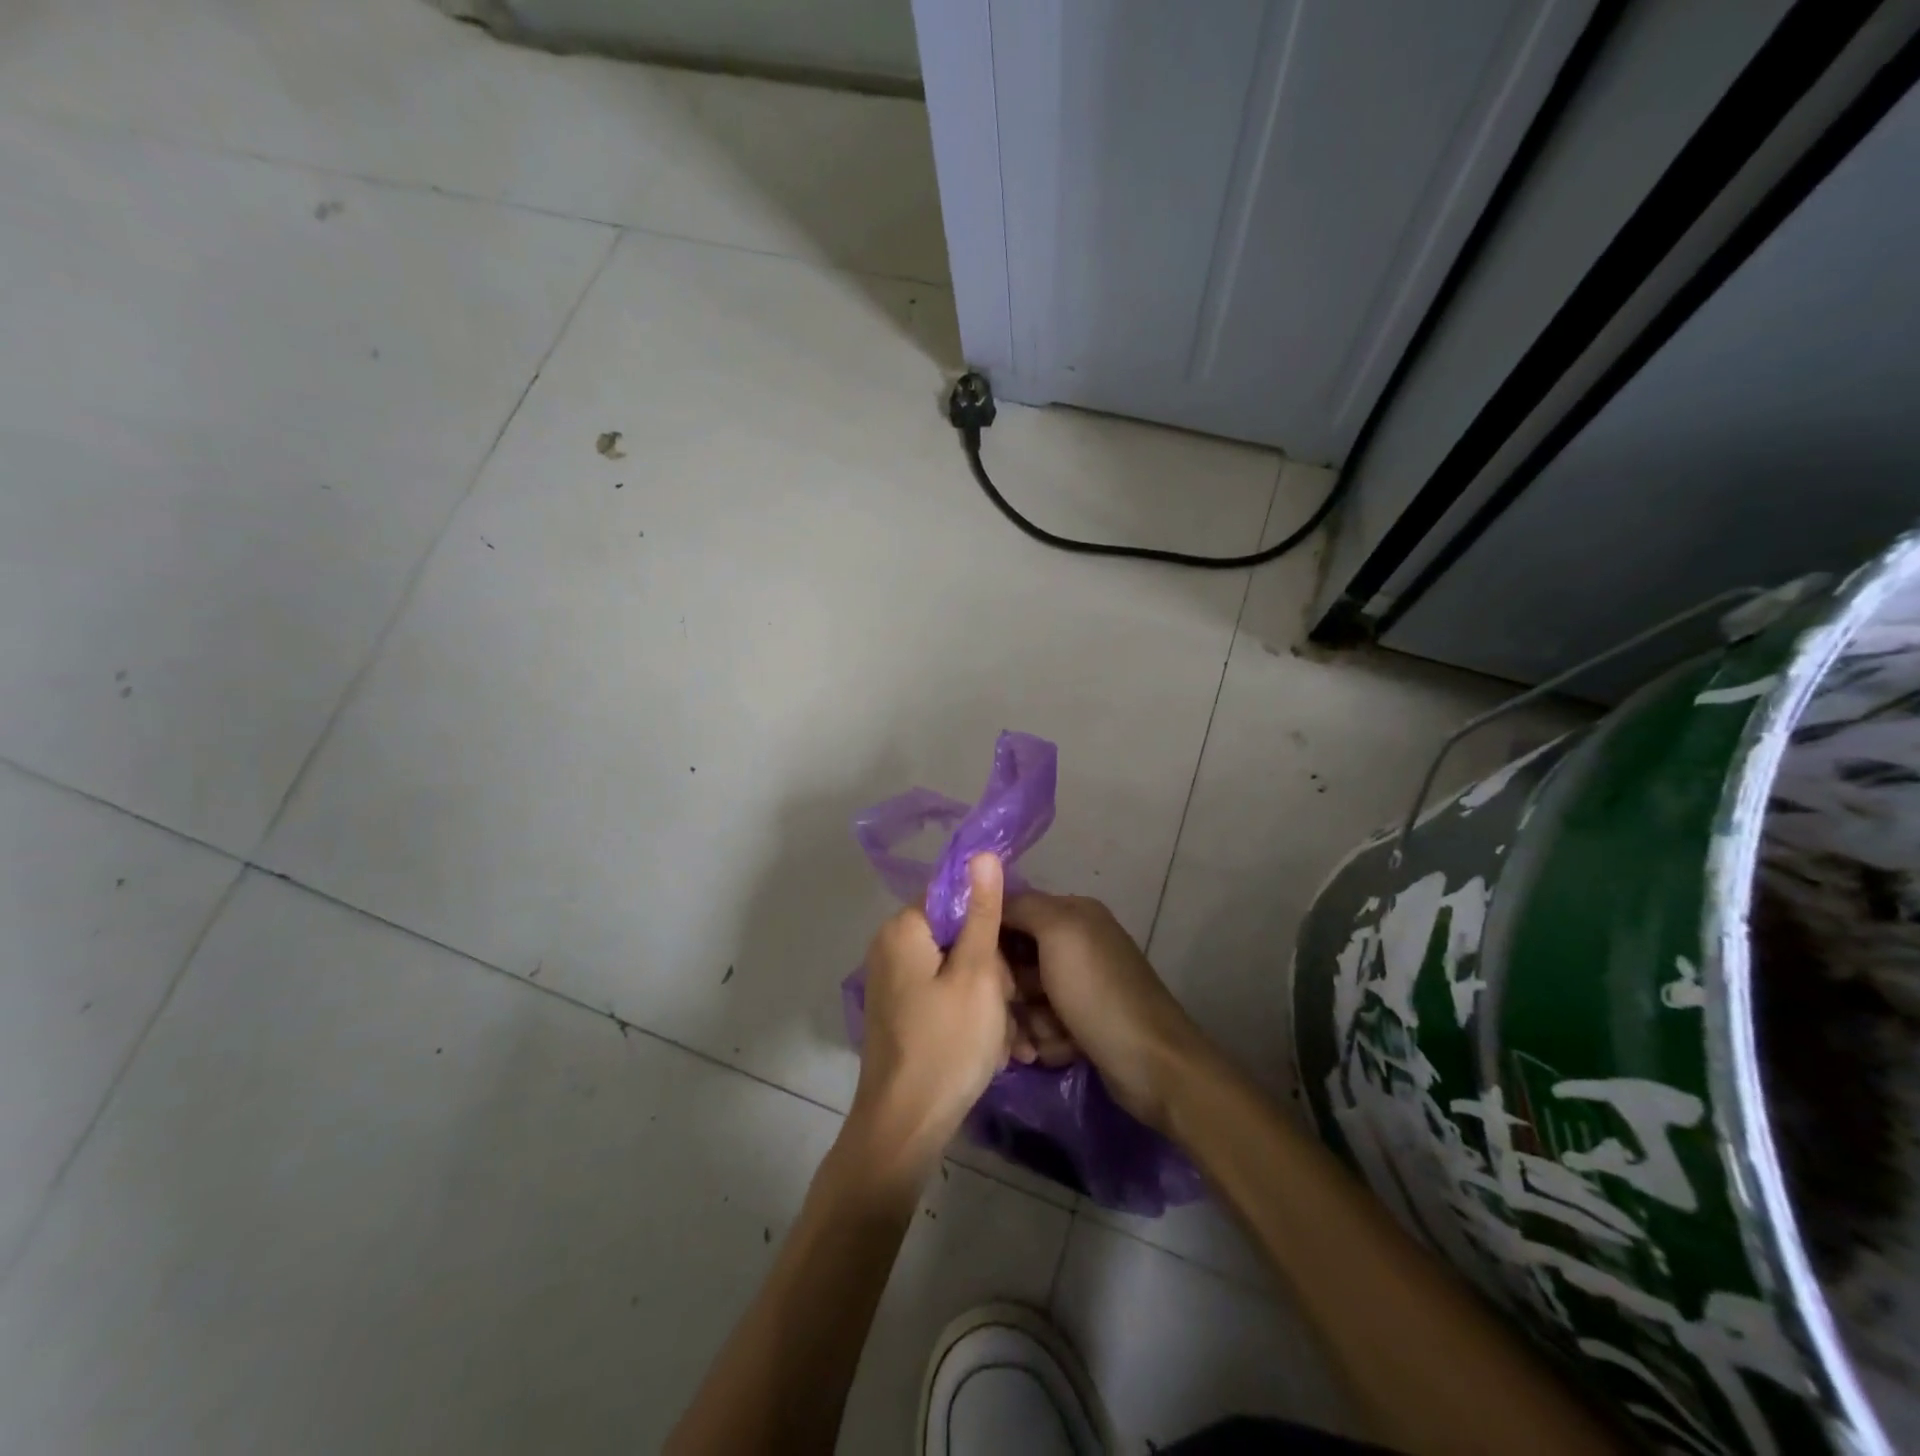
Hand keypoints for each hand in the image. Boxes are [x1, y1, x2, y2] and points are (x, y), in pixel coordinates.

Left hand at [846, 855, 1014, 1176]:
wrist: (905, 1125)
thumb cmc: (948, 1044)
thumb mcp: (978, 973)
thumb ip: (982, 911)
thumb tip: (981, 853)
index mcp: (903, 928)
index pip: (955, 895)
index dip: (990, 919)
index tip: (1012, 955)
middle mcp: (890, 946)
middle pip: (955, 931)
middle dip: (990, 964)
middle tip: (1006, 1002)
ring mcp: (892, 980)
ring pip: (955, 966)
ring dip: (985, 993)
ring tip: (1000, 1031)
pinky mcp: (899, 1009)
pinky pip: (942, 992)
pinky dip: (967, 1011)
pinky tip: (985, 1043)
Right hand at [1001, 893, 1211, 1134]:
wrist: (1152, 1064)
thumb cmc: (1098, 992)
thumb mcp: (1058, 933)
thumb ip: (1022, 906)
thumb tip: (990, 893)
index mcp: (1074, 914)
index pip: (1014, 911)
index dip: (991, 935)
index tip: (973, 964)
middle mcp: (1078, 944)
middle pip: (1018, 958)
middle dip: (1010, 988)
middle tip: (1009, 1009)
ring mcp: (1081, 986)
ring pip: (1028, 998)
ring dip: (1027, 1021)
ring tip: (1041, 1038)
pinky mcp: (1083, 1023)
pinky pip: (1045, 1026)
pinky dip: (1048, 1040)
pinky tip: (1061, 1050)